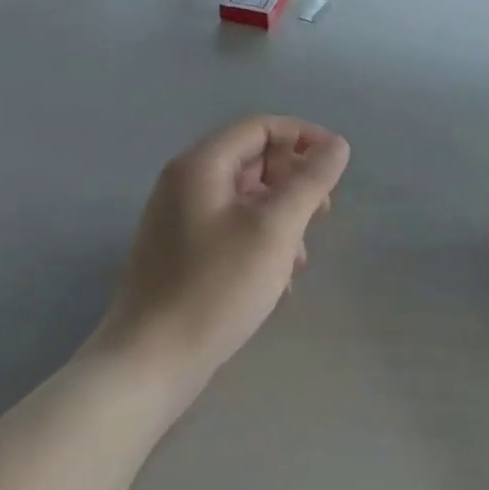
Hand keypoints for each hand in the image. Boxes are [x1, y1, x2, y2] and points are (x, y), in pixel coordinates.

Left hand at [100, 116, 349, 390]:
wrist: (150, 361)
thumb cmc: (216, 287)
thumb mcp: (275, 229)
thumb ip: (310, 182)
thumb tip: (338, 145)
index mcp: (201, 166)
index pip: (260, 127)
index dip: (304, 137)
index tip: (338, 163)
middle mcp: (185, 184)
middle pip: (253, 160)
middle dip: (295, 182)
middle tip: (323, 213)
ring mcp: (180, 221)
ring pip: (246, 199)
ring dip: (282, 217)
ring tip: (300, 258)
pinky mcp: (182, 254)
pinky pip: (232, 228)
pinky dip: (261, 241)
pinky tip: (278, 280)